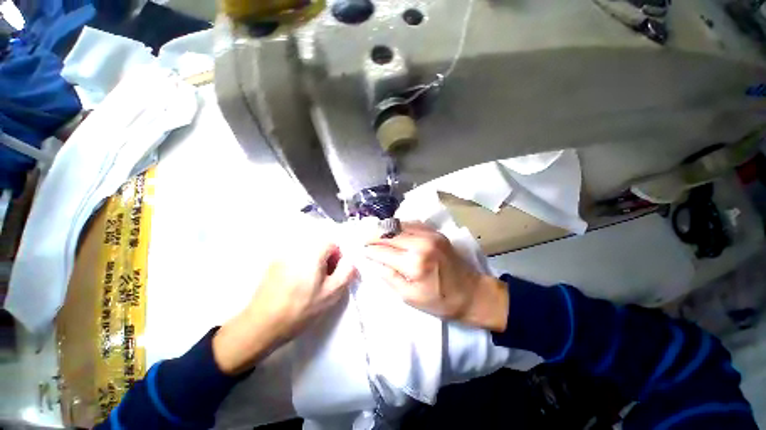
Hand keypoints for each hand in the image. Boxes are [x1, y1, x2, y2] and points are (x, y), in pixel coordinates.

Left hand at [213, 240, 356, 374]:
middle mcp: (296, 248)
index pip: (332, 243)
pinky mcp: (273, 264)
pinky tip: (296, 285)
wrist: (261, 325)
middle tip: (323, 282)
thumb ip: (346, 272)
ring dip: (314, 264)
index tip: (333, 276)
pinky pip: (294, 259)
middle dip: (326, 260)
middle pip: (319, 246)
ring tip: (310, 284)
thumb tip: (350, 262)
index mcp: (311, 252)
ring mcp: (282, 255)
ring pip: (307, 253)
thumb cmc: (301, 309)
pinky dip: (301, 267)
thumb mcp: (331, 293)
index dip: (337, 258)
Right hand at [364, 222, 508, 331]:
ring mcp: (430, 235)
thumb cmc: (441, 301)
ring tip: (376, 234)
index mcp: (414, 263)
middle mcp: (421, 243)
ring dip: (385, 229)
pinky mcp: (436, 232)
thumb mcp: (410, 297)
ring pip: (400, 225)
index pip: (383, 251)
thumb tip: (374, 262)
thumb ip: (390, 277)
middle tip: (364, 240)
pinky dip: (400, 226)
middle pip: (390, 234)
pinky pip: (412, 223)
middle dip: (374, 236)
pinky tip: (394, 231)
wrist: (472, 293)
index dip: (369, 250)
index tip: (360, 250)